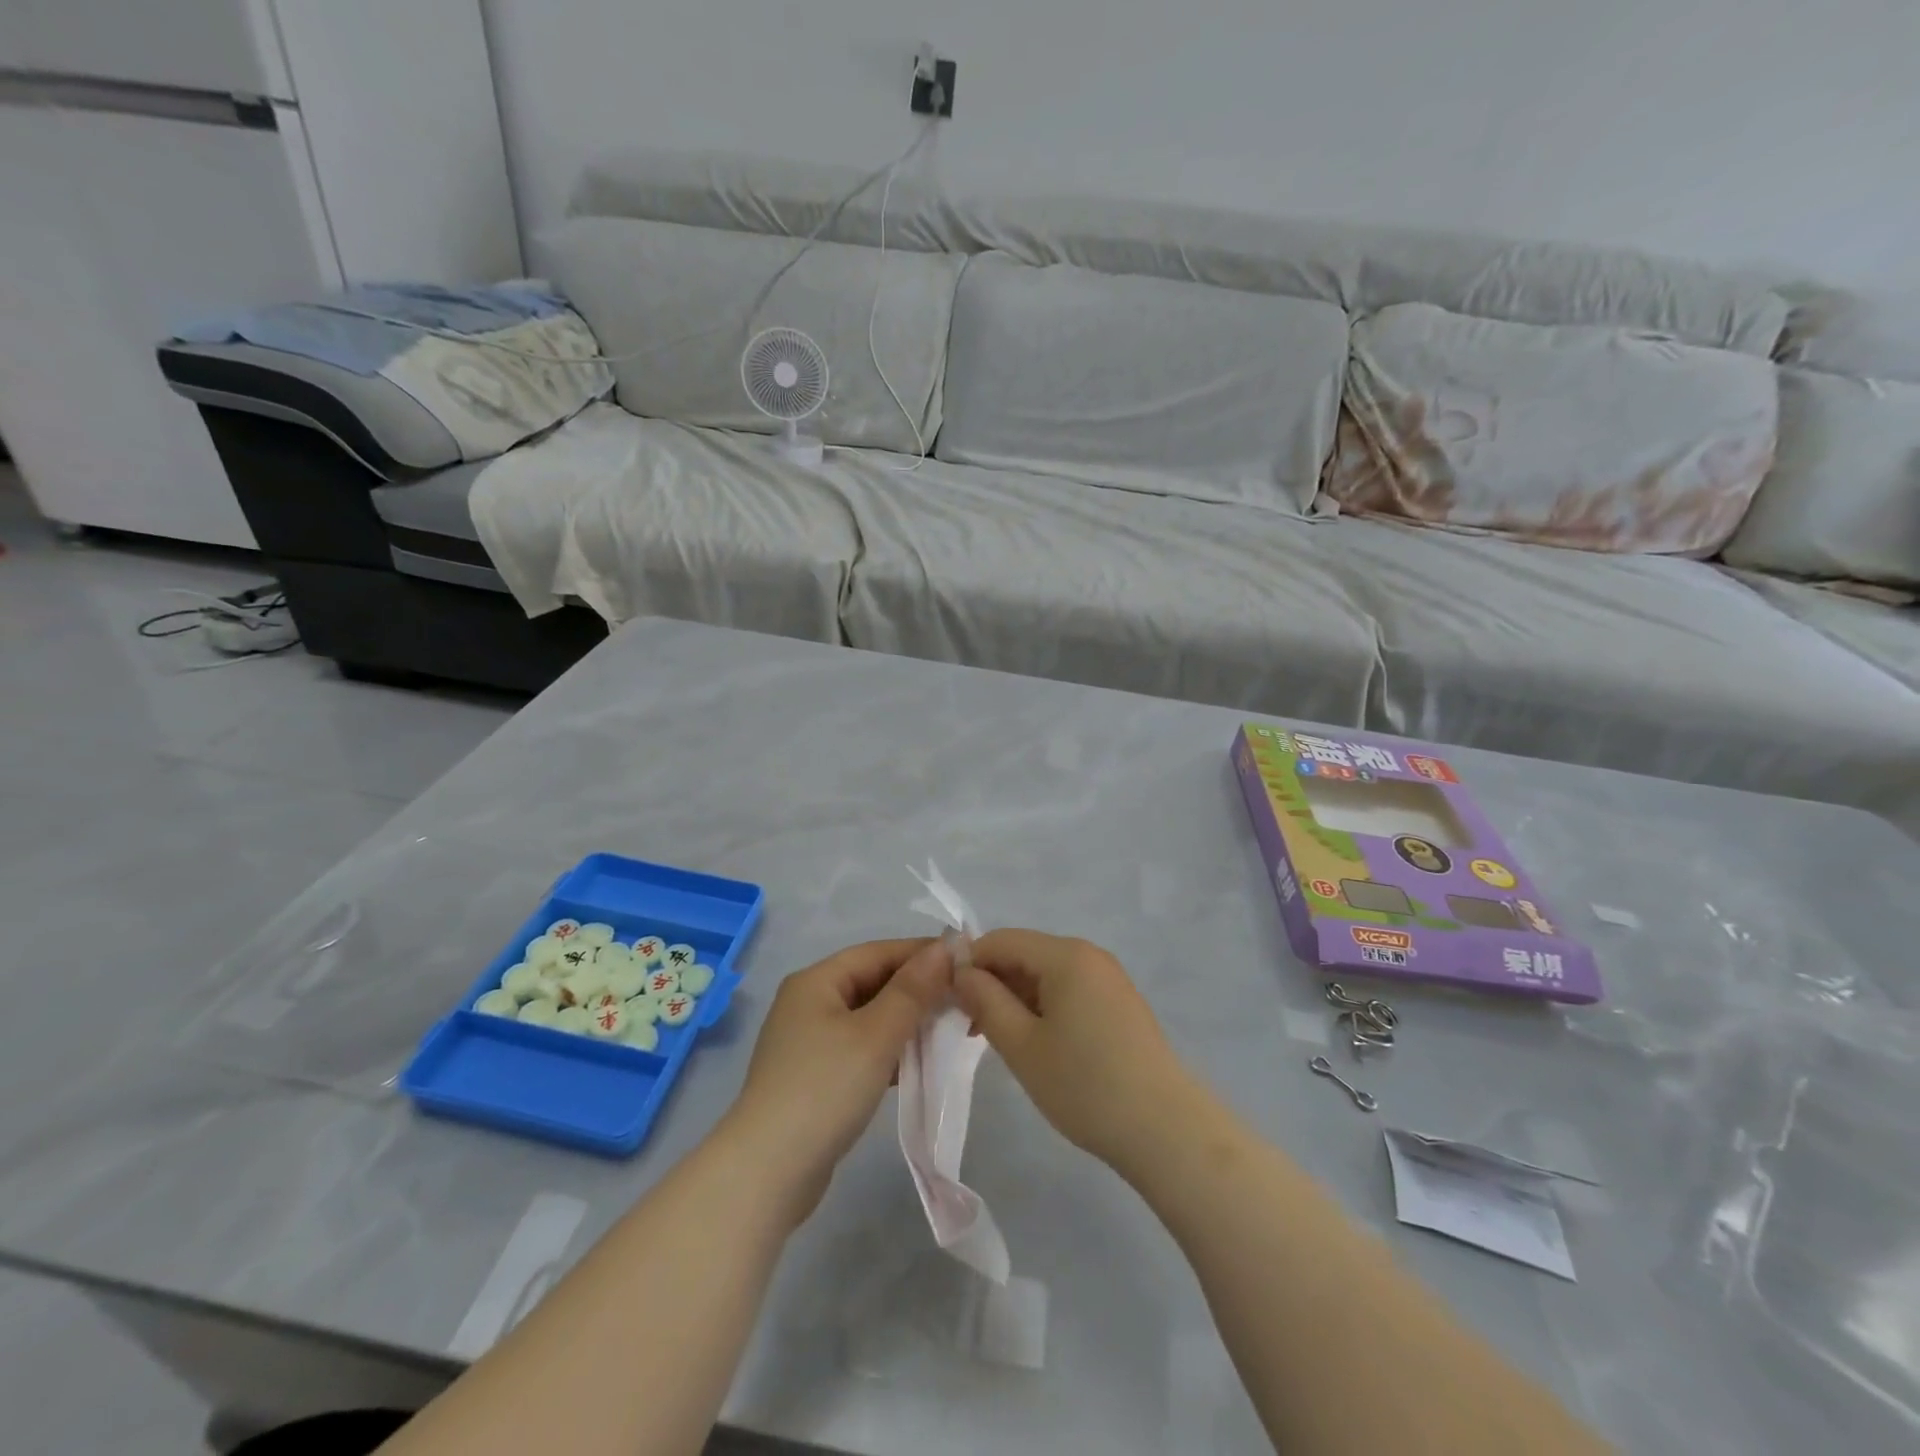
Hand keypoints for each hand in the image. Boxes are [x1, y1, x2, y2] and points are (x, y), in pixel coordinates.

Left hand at [723, 937, 951, 1221]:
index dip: (923, 953)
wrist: (767, 1174)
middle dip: (920, 989)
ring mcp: (810, 1042)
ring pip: (871, 1017)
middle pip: (874, 982)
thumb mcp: (875, 1035)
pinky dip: (892, 1050)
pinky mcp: (817, 1077)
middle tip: (966, 999)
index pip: (879, 952)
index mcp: (817, 981)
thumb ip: (913, 990)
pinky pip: (863, 1048)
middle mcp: (810, 1002)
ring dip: (910, 1021)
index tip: (967, 960)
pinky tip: (921, 1063)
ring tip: (954, 1030)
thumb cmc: (824, 1090)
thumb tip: (946, 947)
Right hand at [955, 929, 1197, 1174]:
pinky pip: (1068, 990)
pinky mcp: (1118, 1003)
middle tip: (967, 1026)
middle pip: (1025, 954)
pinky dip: (1042, 1007)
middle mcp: (1089, 955)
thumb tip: (961, 972)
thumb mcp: (1022, 1046)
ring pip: (1045, 974)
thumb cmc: (1085, 1085)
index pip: (1001, 940)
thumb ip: (986, 1001)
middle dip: (991, 982)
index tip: (946, 1000)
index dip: (968, 963)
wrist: (1165, 1130)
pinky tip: (1033, 1042)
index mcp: (1066, 955)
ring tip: (995, 1039)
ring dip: (1015, 998)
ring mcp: (1108, 978)